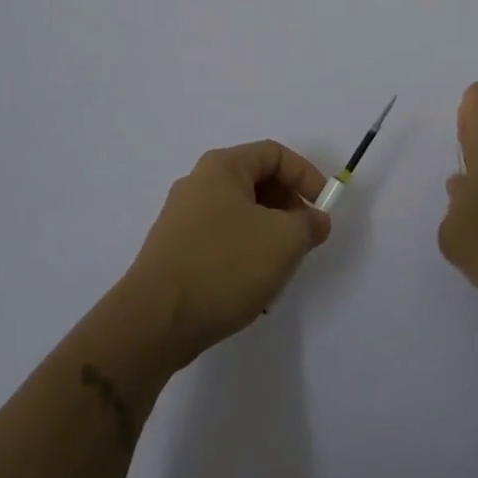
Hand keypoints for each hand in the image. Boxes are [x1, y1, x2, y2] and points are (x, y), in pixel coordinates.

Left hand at [124, 141, 331, 367]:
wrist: (154, 322)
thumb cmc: (224, 266)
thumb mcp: (284, 240)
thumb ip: (309, 223)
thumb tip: (315, 220)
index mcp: (222, 167)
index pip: (275, 154)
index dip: (306, 176)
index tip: (324, 208)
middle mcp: (198, 184)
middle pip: (257, 183)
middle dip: (288, 209)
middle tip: (305, 239)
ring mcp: (182, 219)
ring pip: (241, 216)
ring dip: (268, 236)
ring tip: (280, 269)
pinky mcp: (174, 252)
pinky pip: (221, 241)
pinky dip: (244, 256)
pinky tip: (251, 289)